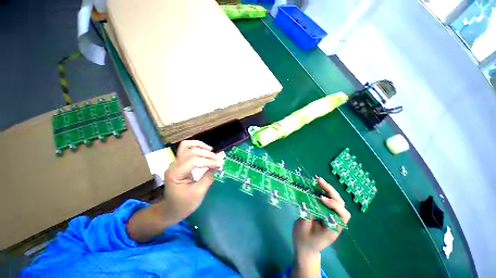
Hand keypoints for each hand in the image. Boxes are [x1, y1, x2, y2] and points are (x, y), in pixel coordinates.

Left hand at [126, 140, 223, 242]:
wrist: (171, 209)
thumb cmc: (184, 204)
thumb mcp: (198, 193)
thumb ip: (208, 177)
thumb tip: (218, 166)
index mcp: (175, 174)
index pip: (193, 161)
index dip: (208, 161)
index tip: (220, 164)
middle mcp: (173, 165)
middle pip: (191, 152)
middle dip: (207, 154)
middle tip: (219, 160)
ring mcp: (175, 163)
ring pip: (186, 146)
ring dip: (200, 146)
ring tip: (211, 150)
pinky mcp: (179, 162)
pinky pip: (187, 149)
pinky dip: (196, 147)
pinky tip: (205, 150)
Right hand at [292, 178, 350, 277]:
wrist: (305, 248)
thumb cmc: (304, 241)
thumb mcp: (303, 229)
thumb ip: (306, 214)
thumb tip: (306, 201)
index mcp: (333, 228)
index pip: (342, 215)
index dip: (334, 205)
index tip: (321, 199)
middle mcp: (335, 221)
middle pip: (341, 204)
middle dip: (331, 191)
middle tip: (319, 181)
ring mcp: (330, 216)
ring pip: (335, 201)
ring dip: (328, 189)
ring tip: (318, 181)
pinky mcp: (324, 212)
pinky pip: (327, 200)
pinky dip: (322, 192)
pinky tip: (315, 186)